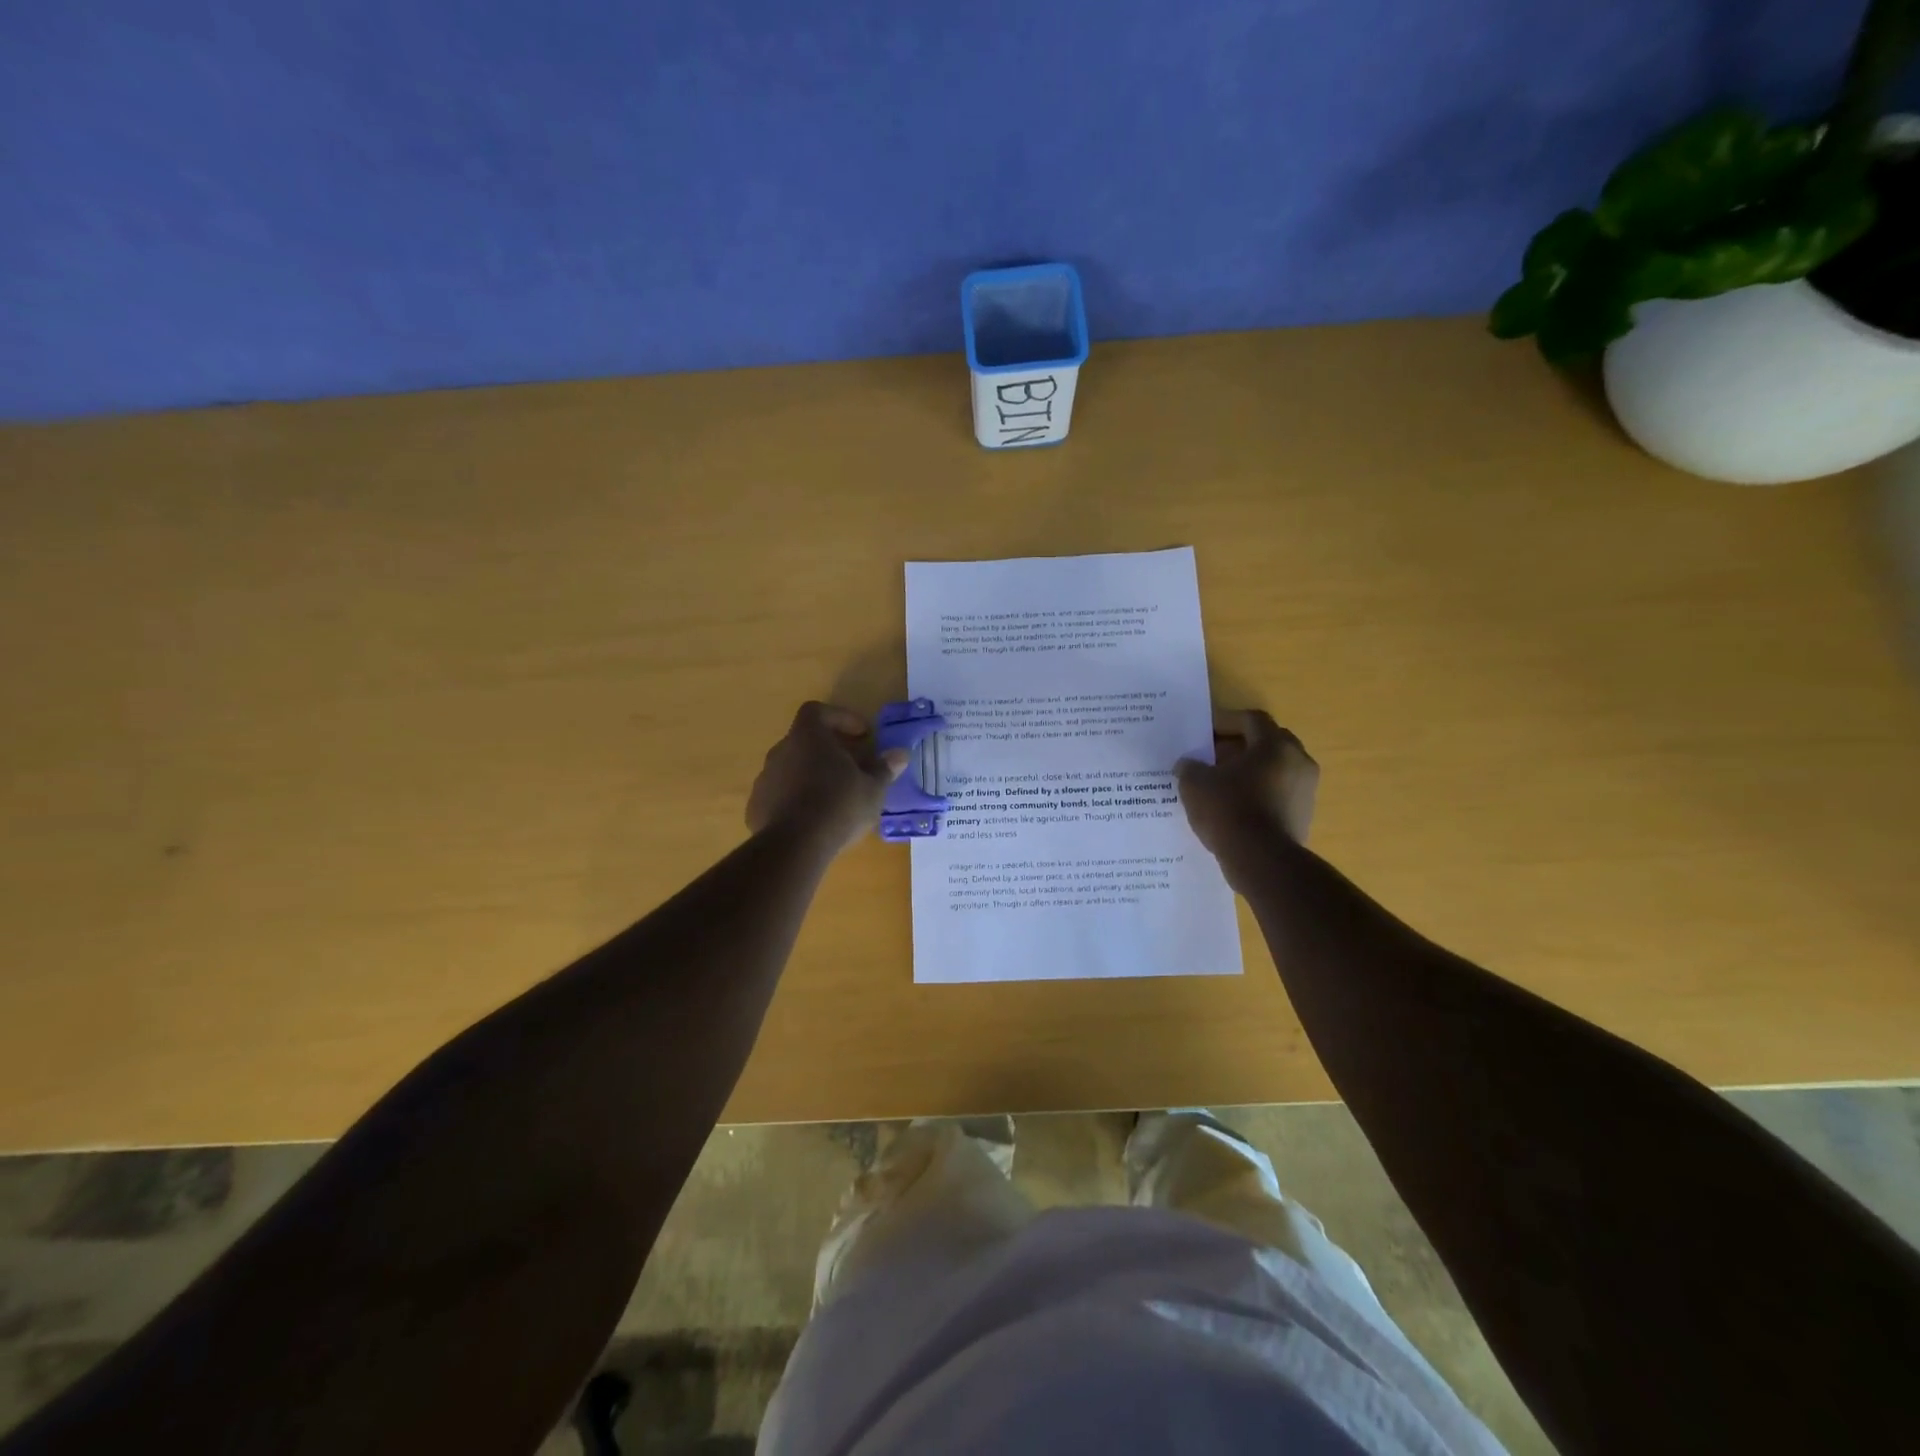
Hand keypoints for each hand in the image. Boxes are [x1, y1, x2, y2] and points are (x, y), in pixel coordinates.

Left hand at [747, 702, 907, 856]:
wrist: (795, 846)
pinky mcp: (756, 807)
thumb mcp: (873, 788)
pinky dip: (796, 800)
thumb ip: (884, 768)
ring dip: (811, 776)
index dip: (841, 718)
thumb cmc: (840, 805)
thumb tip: (900, 754)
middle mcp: (781, 751)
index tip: (862, 735)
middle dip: (829, 751)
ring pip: (791, 768)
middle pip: (805, 740)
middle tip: (852, 768)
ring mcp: (765, 779)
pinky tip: (813, 820)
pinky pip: (780, 795)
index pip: (817, 711)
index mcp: (808, 737)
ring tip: (834, 797)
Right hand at [1175, 710, 1318, 869]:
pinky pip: (1277, 794)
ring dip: (1249, 771)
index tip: (1204, 732)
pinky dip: (1258, 794)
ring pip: (1274, 770)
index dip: (1225, 721)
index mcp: (1274, 745)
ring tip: (1220, 784)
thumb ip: (1189, 767)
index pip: (1251, 719)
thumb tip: (1188, 764)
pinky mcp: (1304, 816)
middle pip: (1267, 742)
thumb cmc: (1228, 810)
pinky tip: (1234, 808)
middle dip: (1239, 746)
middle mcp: (1298, 761)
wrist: (1261, 861)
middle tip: (1212, 756)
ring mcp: (1305, 790)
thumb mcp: (1194, 784)